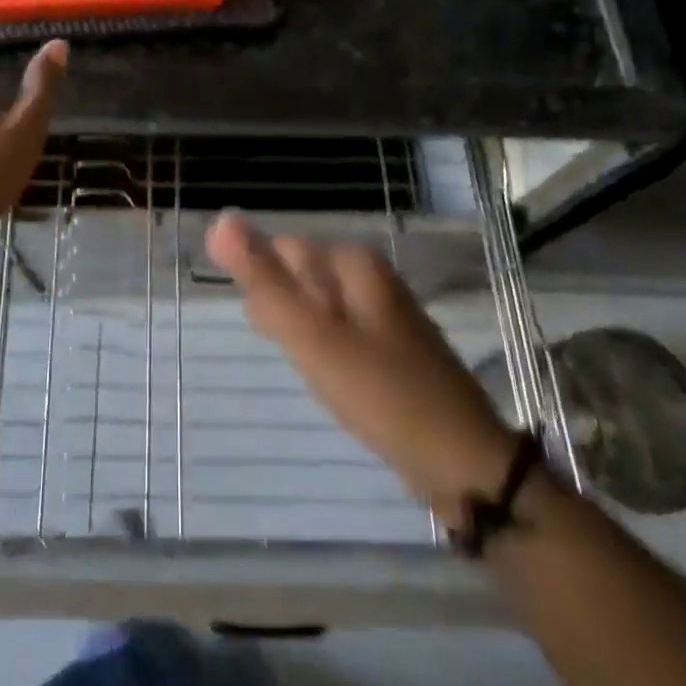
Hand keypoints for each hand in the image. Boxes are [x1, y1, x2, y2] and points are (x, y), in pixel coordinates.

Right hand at [207, 214, 518, 525]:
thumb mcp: (312, 335)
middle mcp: (373, 278)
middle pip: (303, 278)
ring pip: (320, 310)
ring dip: (304, 336)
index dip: (265, 288)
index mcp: (354, 264)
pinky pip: (342, 337)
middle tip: (296, 354)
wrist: (465, 464)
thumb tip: (220, 220)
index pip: (283, 250)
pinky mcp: (393, 351)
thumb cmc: (382, 392)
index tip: (269, 330)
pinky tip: (333, 384)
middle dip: (285, 312)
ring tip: (312, 372)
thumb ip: (264, 280)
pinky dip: (327, 355)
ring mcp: (386, 315)